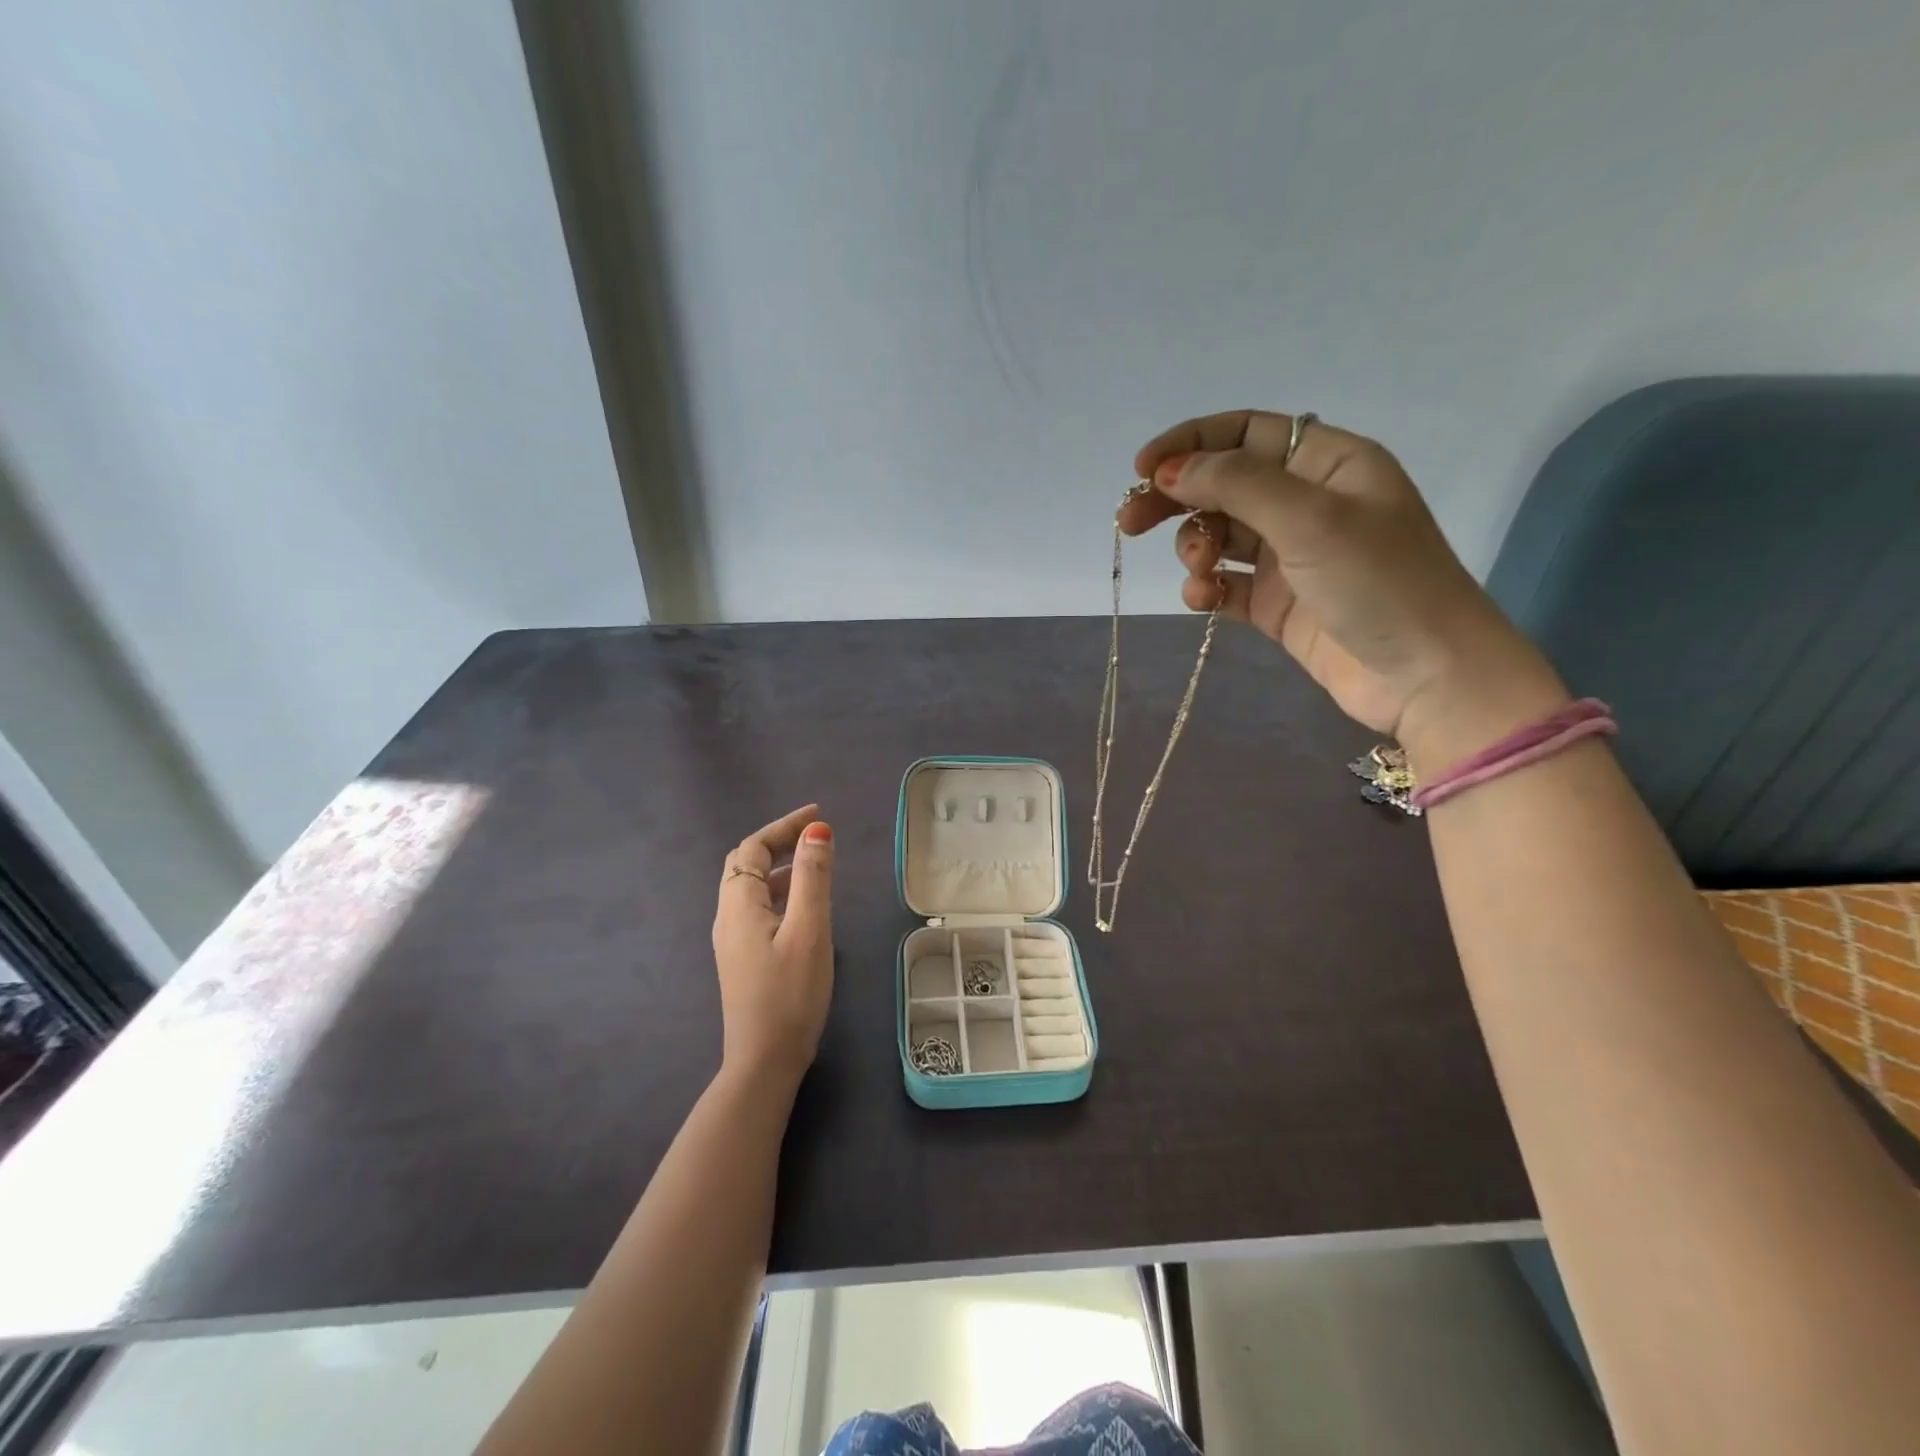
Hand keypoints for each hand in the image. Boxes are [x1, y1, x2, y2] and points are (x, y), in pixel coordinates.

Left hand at [712, 805, 834, 1090]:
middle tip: (814, 835)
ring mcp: (734, 942)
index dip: (783, 826)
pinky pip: (759, 911)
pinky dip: (781, 894)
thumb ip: (813, 877)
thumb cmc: (789, 994)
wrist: (764, 1062)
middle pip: (745, 865)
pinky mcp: (744, 960)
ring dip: (781, 869)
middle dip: (778, 843)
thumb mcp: (808, 930)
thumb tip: (817, 829)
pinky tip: (805, 907)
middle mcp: (729, 918)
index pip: (752, 848)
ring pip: (752, 890)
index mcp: (739, 905)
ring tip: (817, 865)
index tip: (818, 814)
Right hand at [1124, 409, 1566, 767]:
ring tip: (1199, 571)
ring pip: (1219, 535)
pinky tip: (1203, 598)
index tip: (1143, 468)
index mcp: (1327, 464)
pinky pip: (1226, 584)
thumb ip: (1236, 485)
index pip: (1245, 434)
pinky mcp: (1277, 604)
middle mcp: (1306, 503)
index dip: (1191, 443)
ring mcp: (1290, 557)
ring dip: (1195, 547)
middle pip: (1222, 484)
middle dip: (1176, 499)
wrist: (1425, 676)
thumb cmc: (1380, 582)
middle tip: (1129, 521)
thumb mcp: (1310, 519)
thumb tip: (1170, 470)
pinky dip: (1206, 588)